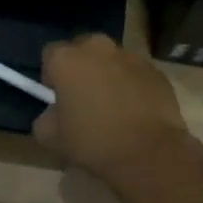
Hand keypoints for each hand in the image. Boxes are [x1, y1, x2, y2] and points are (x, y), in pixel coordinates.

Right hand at [33, 34, 192, 181]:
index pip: (50, 53)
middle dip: (80, 67)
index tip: (57, 96)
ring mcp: (131, 57)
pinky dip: (132, 85)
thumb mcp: (50, 137)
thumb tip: (54, 113)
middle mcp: (98, 48)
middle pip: (83, 49)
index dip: (51, 74)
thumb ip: (45, 117)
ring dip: (107, 74)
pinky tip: (134, 111)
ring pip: (111, 60)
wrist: (149, 154)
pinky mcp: (156, 72)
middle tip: (83, 96)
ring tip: (112, 105)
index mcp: (67, 59)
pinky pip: (135, 74)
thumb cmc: (93, 141)